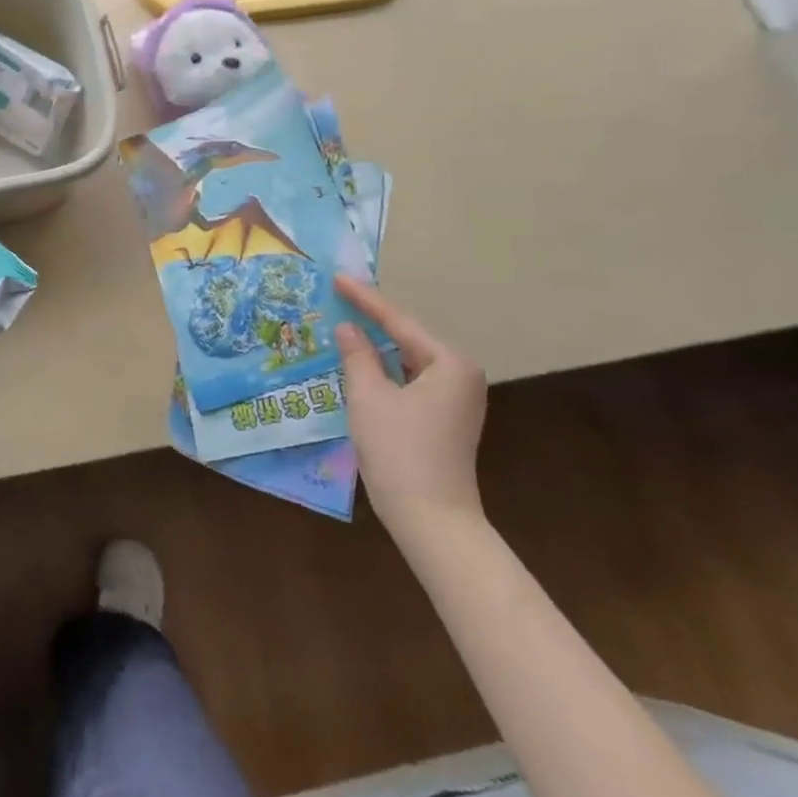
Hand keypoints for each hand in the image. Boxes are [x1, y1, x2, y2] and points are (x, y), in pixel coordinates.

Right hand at [333, 275, 487, 537]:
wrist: (432, 519)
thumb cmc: (399, 451)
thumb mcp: (369, 396)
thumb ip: (357, 355)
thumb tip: (347, 328)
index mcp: (449, 363)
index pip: (398, 321)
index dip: (364, 299)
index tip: (337, 277)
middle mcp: (460, 374)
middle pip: (407, 337)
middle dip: (371, 319)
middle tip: (338, 295)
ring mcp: (455, 398)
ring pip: (407, 359)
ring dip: (376, 344)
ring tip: (343, 321)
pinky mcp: (445, 418)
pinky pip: (409, 379)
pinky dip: (385, 368)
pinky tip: (360, 360)